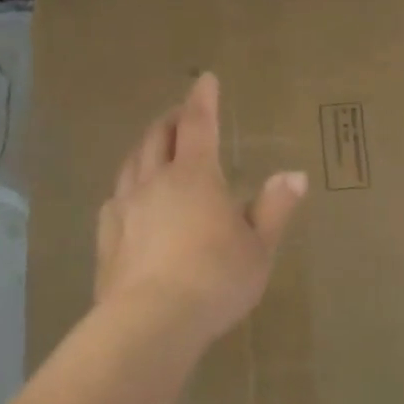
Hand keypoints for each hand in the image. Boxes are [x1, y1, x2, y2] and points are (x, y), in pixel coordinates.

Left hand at [94, 72, 307, 346]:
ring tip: (154, 147)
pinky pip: (114, 199)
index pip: (198, 124)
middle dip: (171, 120)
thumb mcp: (259, 247)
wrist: (151, 324)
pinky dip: (126, 187)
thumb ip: (275, 208)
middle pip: (158, 138)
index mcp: (194, 177)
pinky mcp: (107, 238)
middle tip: (181, 114)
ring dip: (145, 148)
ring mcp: (125, 209)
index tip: (204, 79)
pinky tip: (127, 199)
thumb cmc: (215, 280)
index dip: (203, 99)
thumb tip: (295, 175)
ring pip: (131, 164)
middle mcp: (155, 183)